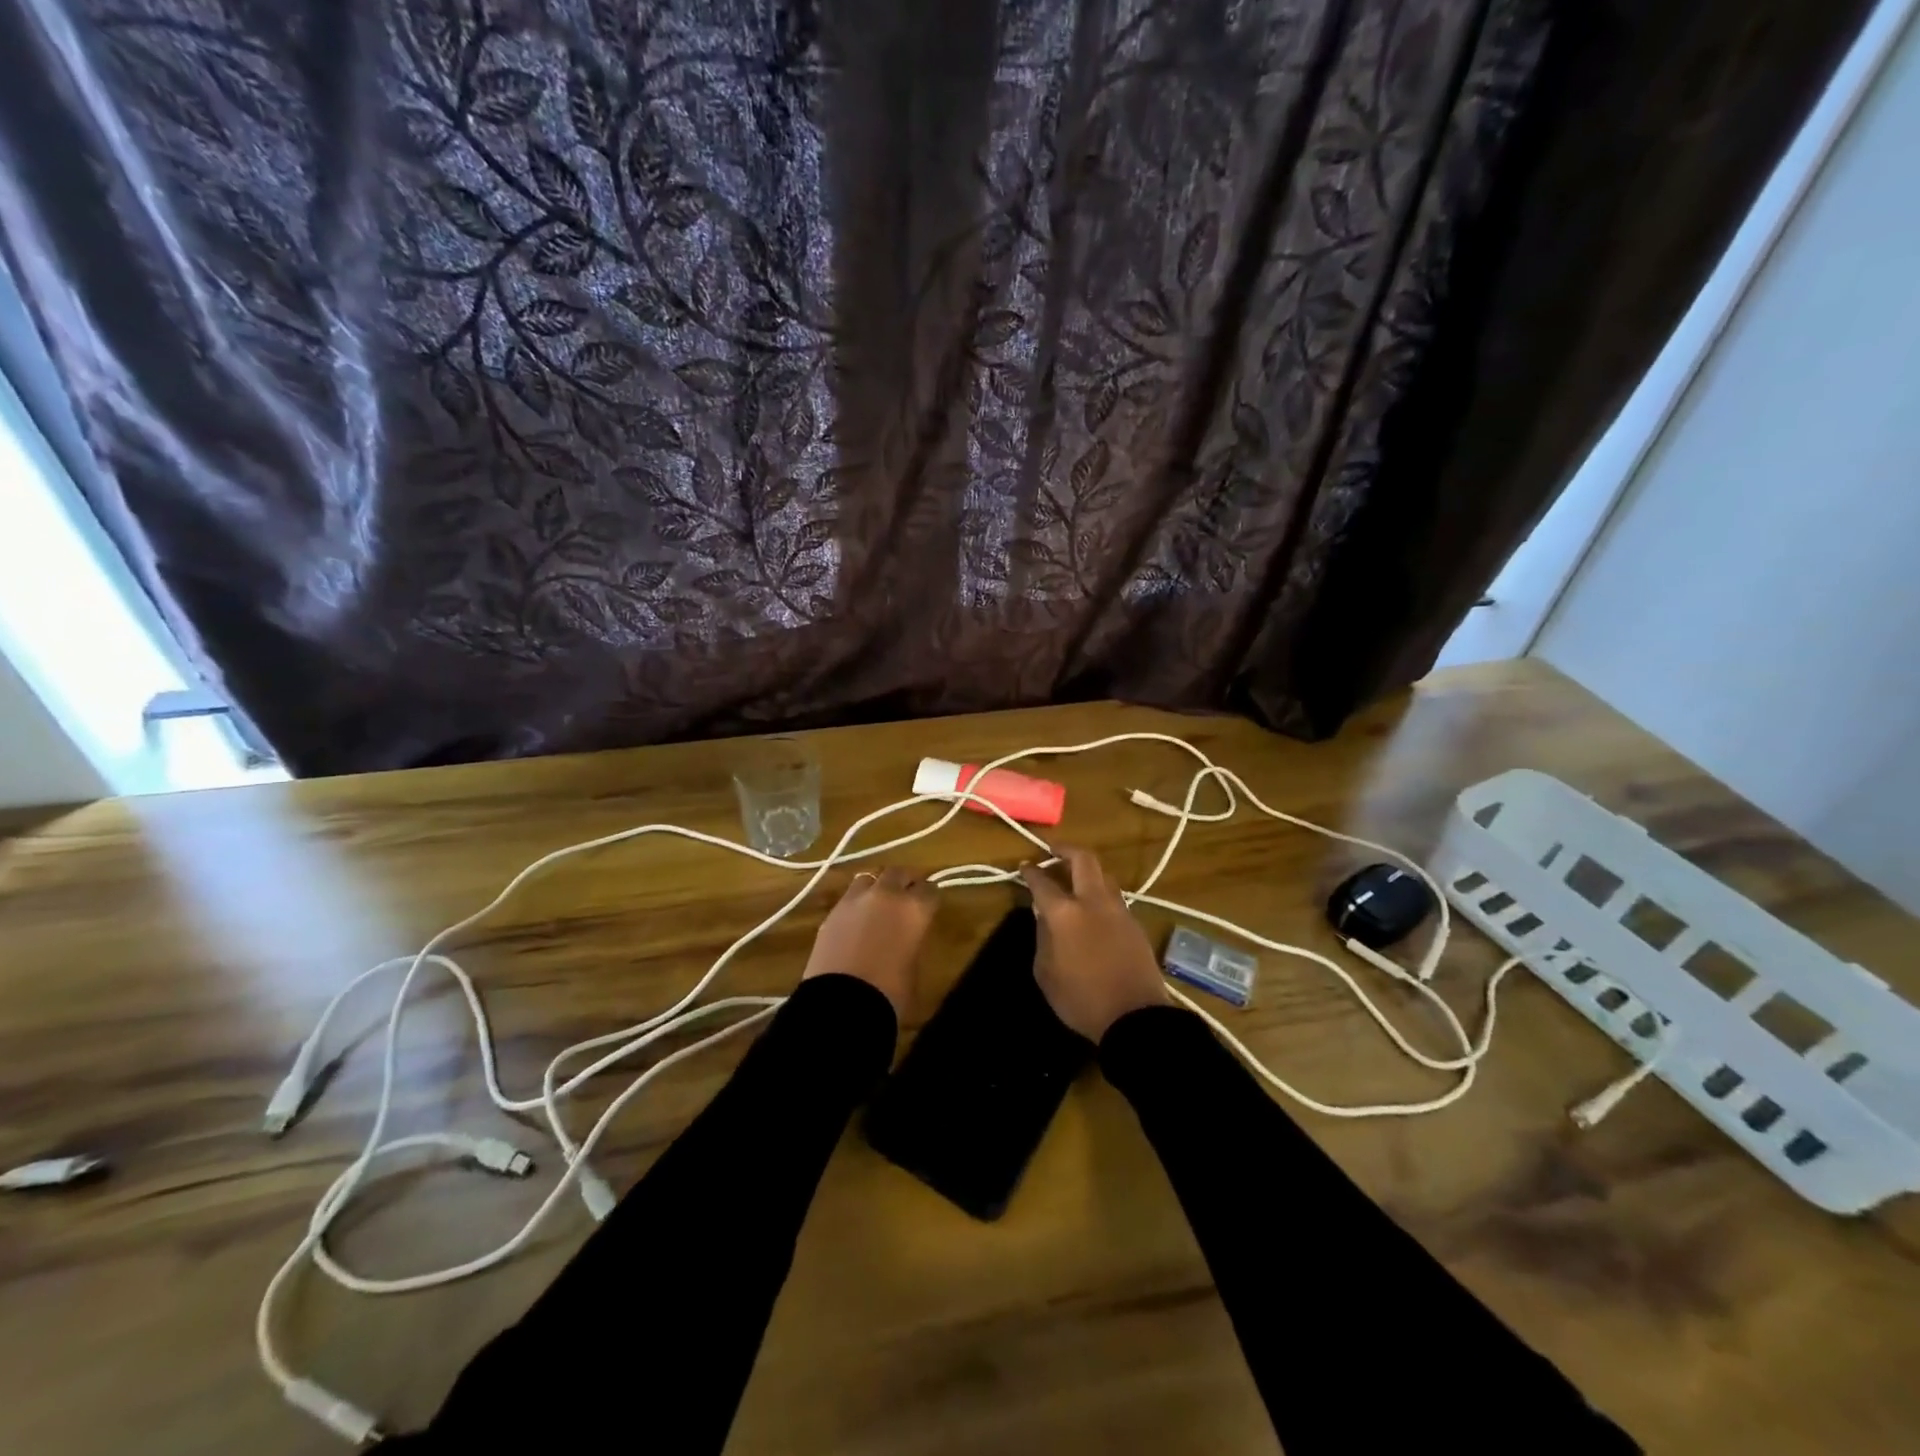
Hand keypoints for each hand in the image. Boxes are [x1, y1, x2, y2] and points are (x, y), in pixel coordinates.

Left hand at [803, 867, 936, 1017]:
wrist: (841, 1004)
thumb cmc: (890, 993)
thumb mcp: (914, 966)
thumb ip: (912, 939)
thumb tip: (907, 933)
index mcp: (915, 908)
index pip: (931, 889)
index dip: (930, 899)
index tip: (930, 907)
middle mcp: (886, 895)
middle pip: (899, 872)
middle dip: (905, 881)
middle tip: (907, 896)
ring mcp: (855, 899)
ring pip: (870, 877)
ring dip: (878, 886)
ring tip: (879, 903)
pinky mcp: (832, 912)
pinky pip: (849, 897)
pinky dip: (857, 903)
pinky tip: (857, 920)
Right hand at [1020, 844, 1165, 1041]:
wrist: (1135, 1017)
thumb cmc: (1081, 999)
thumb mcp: (1046, 972)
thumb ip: (1043, 937)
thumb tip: (1044, 916)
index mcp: (1065, 913)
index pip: (1042, 881)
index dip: (1031, 871)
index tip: (1024, 866)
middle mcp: (1093, 901)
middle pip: (1083, 859)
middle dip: (1066, 850)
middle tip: (1053, 853)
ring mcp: (1118, 910)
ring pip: (1103, 876)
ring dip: (1086, 872)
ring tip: (1073, 881)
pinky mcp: (1135, 924)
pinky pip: (1114, 897)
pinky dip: (1099, 893)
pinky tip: (1092, 908)